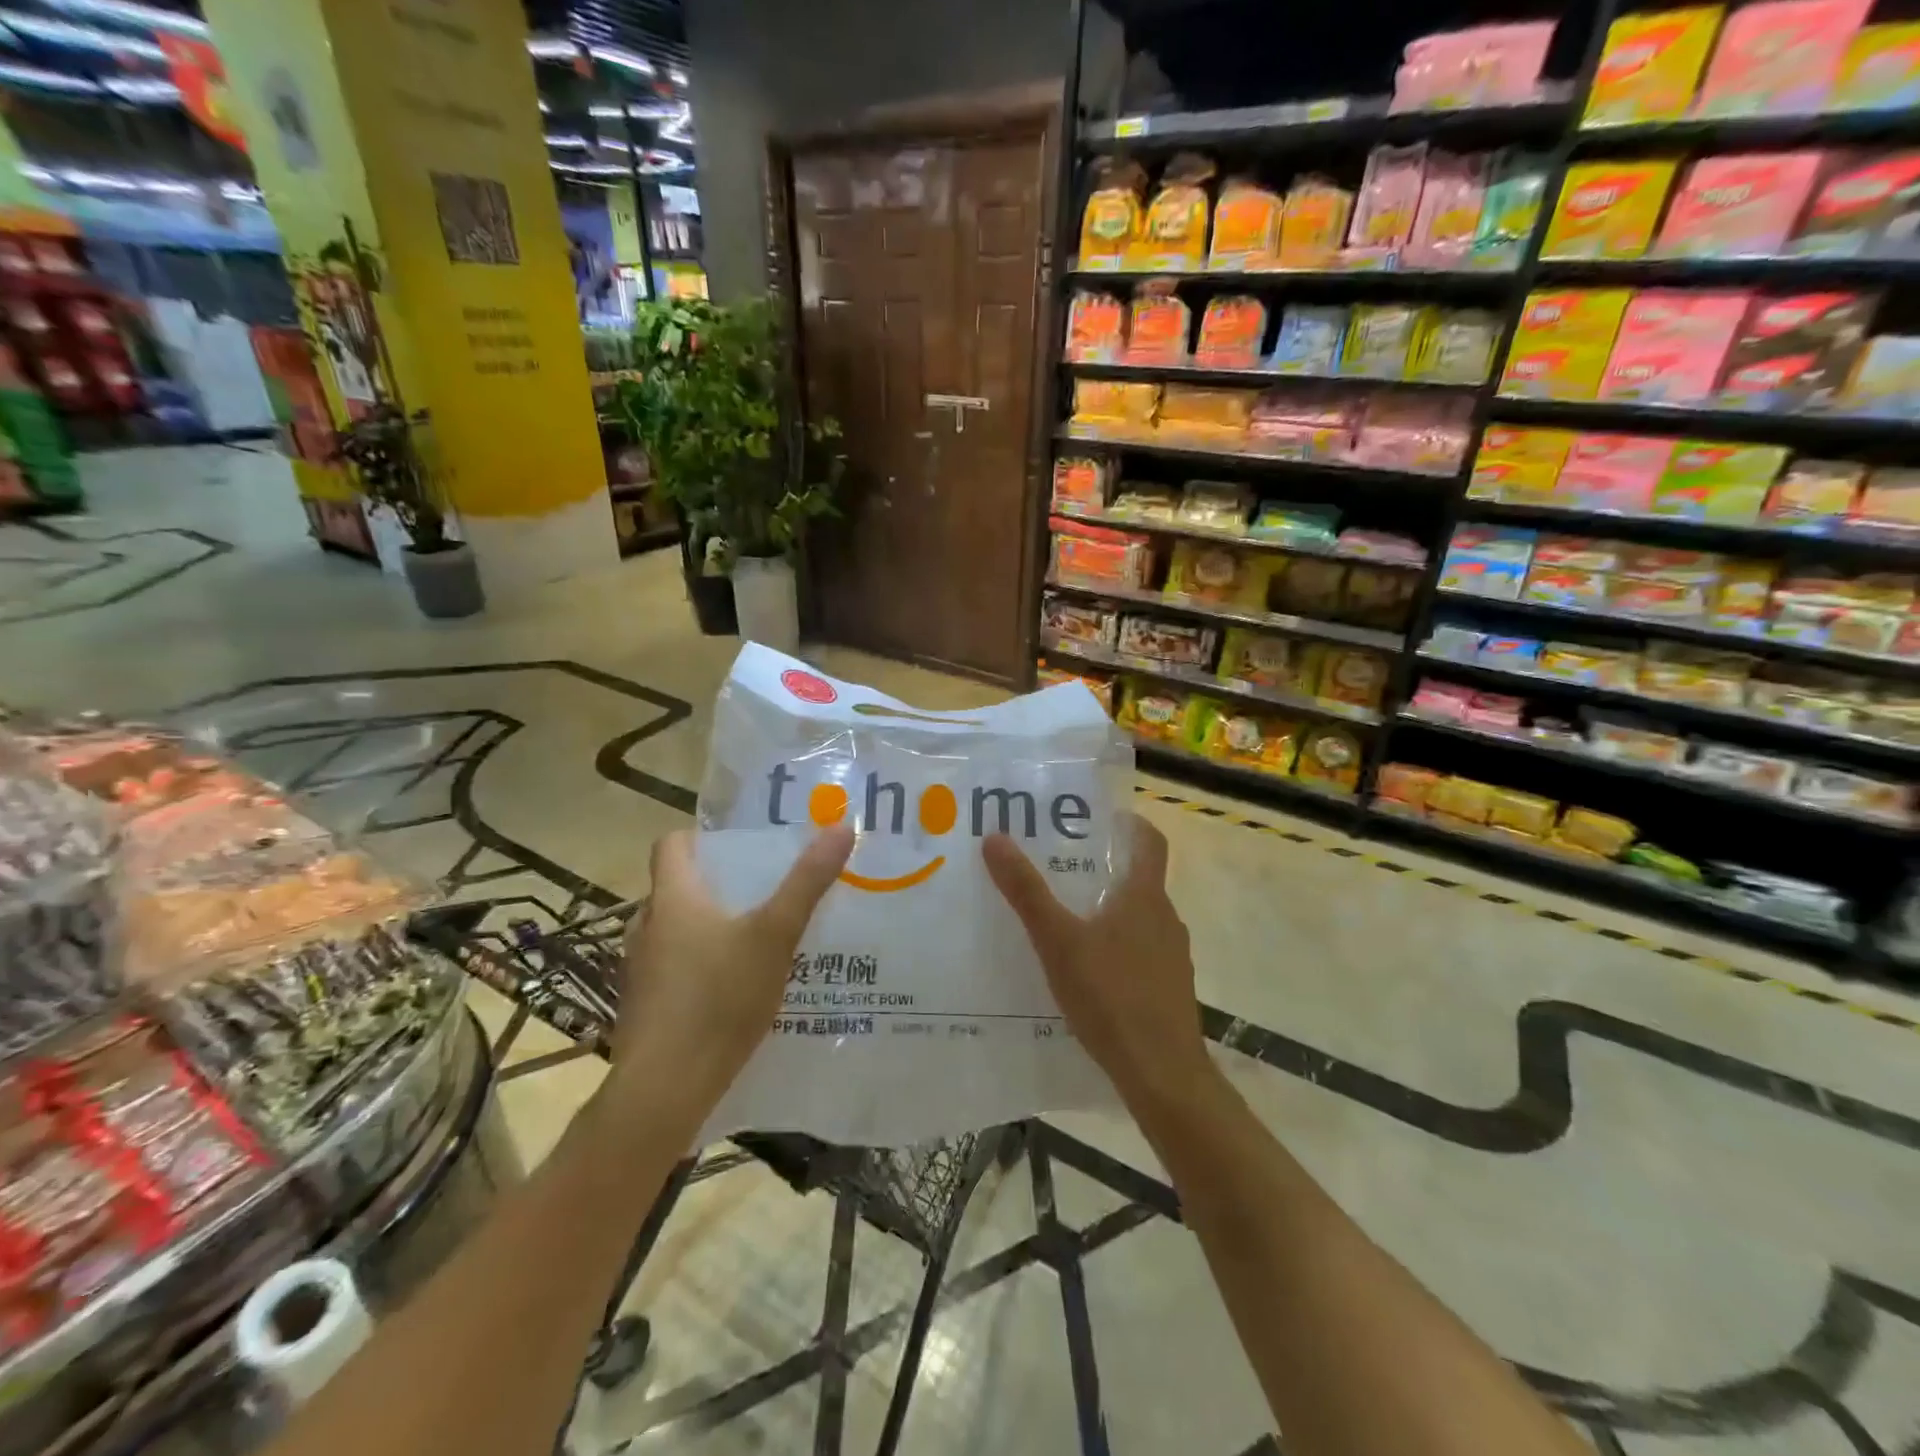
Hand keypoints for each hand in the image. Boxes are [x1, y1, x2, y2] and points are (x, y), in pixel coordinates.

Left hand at [611, 826, 853, 1121]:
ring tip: (758, 936)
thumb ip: (807, 883)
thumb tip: (841, 827)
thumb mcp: (775, 935)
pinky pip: (676, 968)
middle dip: (719, 884)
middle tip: (766, 888)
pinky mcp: (646, 1007)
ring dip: (711, 927)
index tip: (741, 845)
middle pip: (678, 887)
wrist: (664, 1090)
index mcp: (673, 898)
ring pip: (677, 930)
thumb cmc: (718, 999)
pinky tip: (737, 987)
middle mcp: (648, 926)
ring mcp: (641, 970)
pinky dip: (702, 965)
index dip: (702, 837)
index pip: (670, 844)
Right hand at [983, 814, 1209, 1108]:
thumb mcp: (1058, 941)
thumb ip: (1026, 892)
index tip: (1102, 818)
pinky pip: (1141, 954)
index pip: (1149, 842)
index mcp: (1144, 897)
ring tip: (1068, 919)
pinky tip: (1087, 973)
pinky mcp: (1169, 991)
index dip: (1130, 824)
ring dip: (1110, 911)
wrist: (1162, 1073)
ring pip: (1140, 919)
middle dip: (1105, 870)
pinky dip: (1117, 948)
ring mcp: (1172, 958)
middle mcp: (1165, 919)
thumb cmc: (1110, 996)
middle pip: (1139, 880)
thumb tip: (995, 838)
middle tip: (1062, 867)